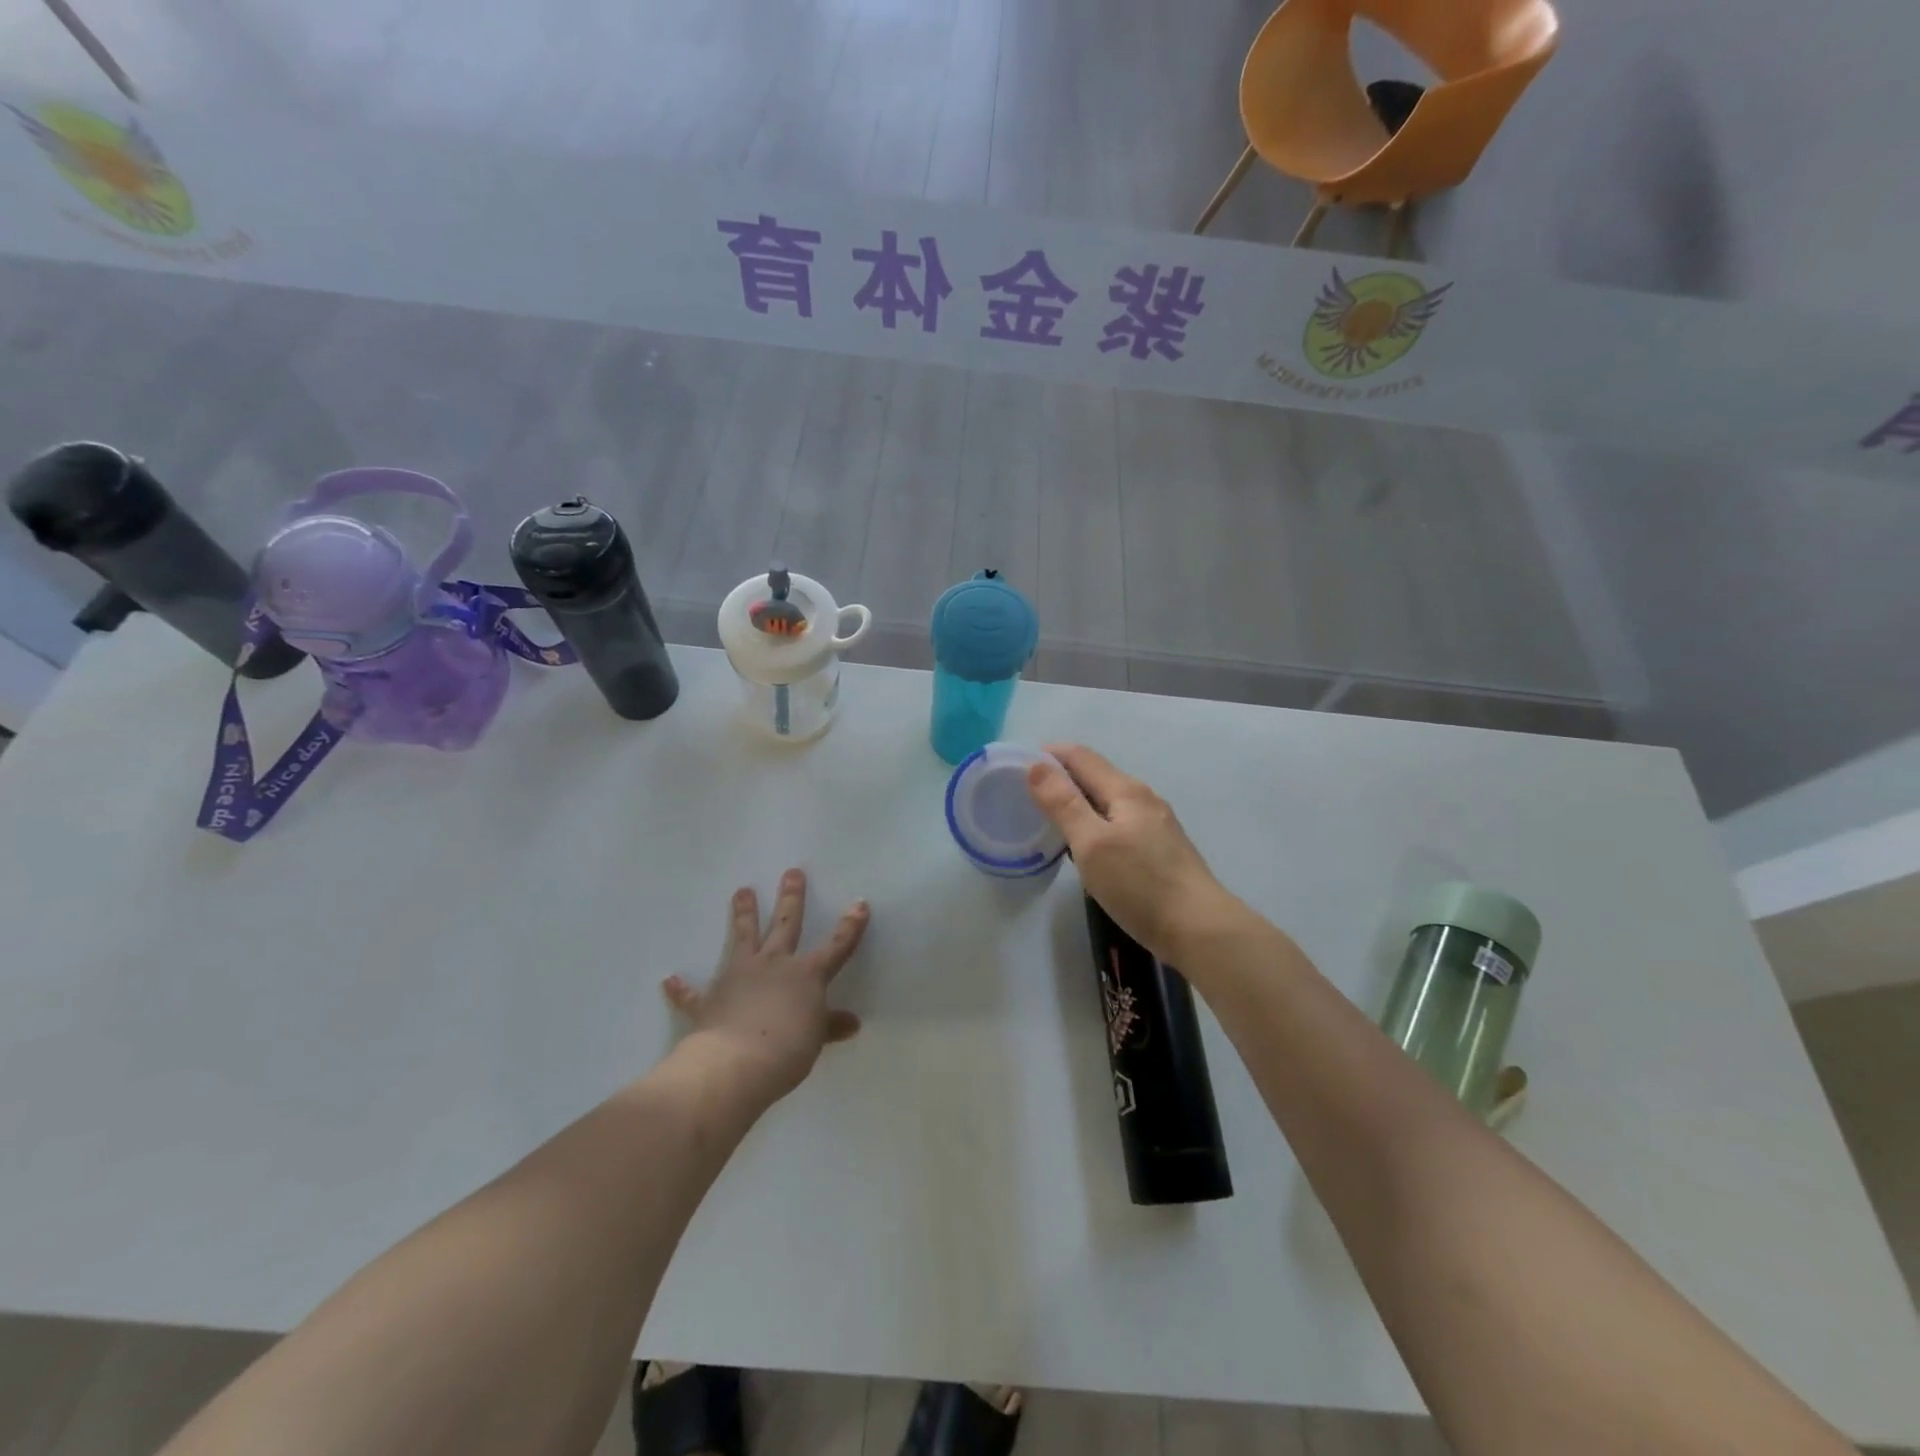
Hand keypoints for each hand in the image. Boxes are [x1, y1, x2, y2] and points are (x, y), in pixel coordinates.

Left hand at [662, 870, 867, 1104]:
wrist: (737, 1063)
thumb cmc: (788, 1050)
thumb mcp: (816, 1039)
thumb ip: (830, 1026)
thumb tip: (852, 1024)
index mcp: (807, 975)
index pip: (836, 946)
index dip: (850, 926)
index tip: (859, 903)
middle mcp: (774, 965)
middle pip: (785, 925)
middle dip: (791, 898)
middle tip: (792, 872)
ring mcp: (740, 976)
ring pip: (743, 937)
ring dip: (743, 914)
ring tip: (742, 890)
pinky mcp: (710, 998)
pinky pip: (693, 993)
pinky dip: (682, 988)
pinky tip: (670, 980)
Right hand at [1027, 744, 1237, 963]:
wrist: (1200, 930)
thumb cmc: (1140, 885)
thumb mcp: (1091, 843)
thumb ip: (1063, 803)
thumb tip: (1036, 765)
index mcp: (1126, 790)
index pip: (1081, 756)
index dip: (1048, 754)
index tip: (1015, 765)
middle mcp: (1144, 798)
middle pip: (1095, 775)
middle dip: (1061, 777)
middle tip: (1025, 794)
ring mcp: (1156, 824)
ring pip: (1108, 800)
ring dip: (1077, 801)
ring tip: (1049, 818)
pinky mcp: (1160, 849)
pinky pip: (1118, 822)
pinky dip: (1094, 822)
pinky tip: (1085, 845)